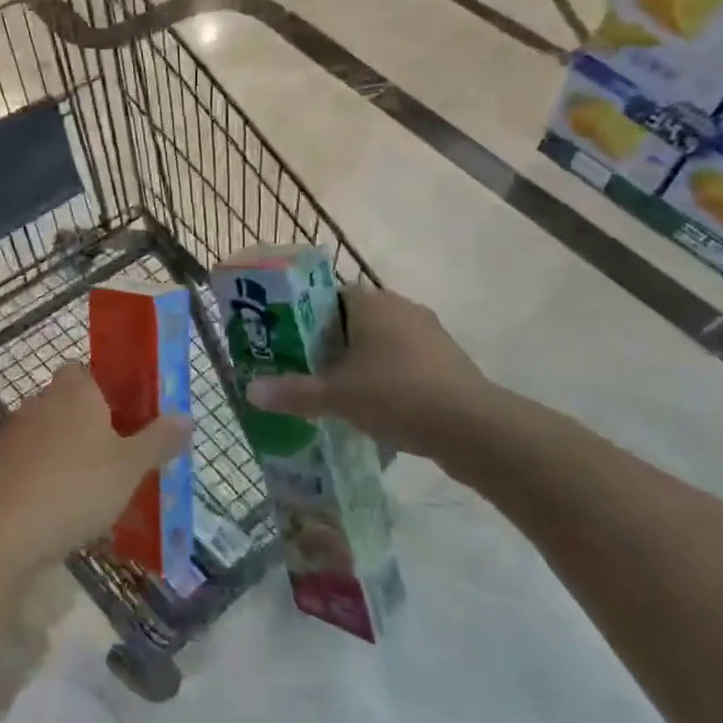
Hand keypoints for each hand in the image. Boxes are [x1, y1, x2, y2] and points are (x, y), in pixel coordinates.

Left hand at [0, 366, 190, 571]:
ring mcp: (15, 433)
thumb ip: (159, 439)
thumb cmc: (77, 486)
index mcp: (74, 390)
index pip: (87, 371)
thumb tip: (186, 417)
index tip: (128, 416)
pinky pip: (32, 461)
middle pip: (69, 402)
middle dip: (91, 424)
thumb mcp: (130, 466)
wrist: (5, 531)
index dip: (107, 389)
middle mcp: (41, 401)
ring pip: (50, 433)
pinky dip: (47, 475)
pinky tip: (64, 506)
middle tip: (120, 455)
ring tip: (96, 487)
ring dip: (69, 451)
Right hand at [246, 287, 496, 461]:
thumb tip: (249, 392)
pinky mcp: (447, 361)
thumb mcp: (336, 396)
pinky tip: (375, 407)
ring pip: (381, 342)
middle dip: (330, 344)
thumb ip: (293, 392)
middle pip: (353, 320)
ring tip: (336, 392)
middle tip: (305, 370)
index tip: (288, 343)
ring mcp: (429, 334)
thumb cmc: (396, 394)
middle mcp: (400, 308)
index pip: (327, 295)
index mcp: (371, 302)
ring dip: (361, 363)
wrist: (473, 427)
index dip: (304, 316)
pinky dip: (387, 378)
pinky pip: (404, 362)